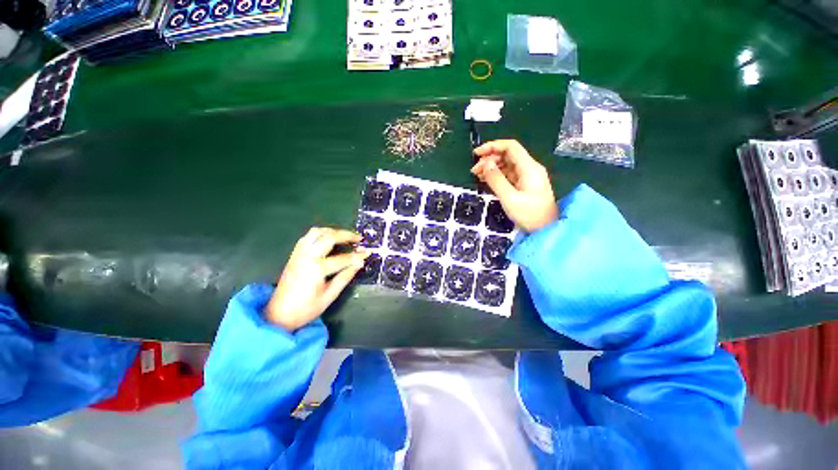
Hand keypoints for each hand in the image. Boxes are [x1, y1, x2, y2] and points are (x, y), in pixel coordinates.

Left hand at [265, 227, 369, 331]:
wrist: (278, 314)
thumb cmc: (306, 308)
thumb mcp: (330, 295)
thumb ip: (345, 277)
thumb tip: (359, 264)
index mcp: (317, 269)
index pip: (343, 258)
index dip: (358, 255)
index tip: (369, 252)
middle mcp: (307, 256)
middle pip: (329, 237)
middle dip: (346, 235)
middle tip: (358, 238)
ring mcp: (299, 253)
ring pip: (317, 232)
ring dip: (332, 231)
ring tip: (344, 236)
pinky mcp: (294, 254)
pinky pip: (307, 237)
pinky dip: (320, 234)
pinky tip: (328, 239)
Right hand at [471, 140, 558, 231]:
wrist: (546, 230)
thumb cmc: (529, 215)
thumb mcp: (509, 198)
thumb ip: (496, 180)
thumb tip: (486, 163)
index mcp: (529, 168)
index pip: (510, 147)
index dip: (492, 146)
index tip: (476, 154)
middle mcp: (529, 168)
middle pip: (508, 155)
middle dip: (489, 159)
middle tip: (474, 171)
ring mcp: (527, 177)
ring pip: (507, 165)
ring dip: (491, 167)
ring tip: (477, 176)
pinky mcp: (524, 185)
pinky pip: (508, 175)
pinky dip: (496, 175)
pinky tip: (486, 180)